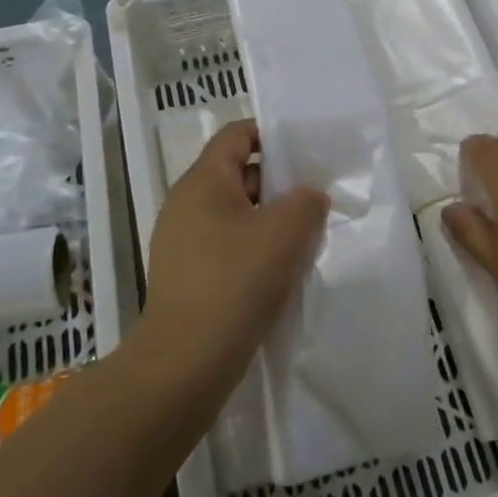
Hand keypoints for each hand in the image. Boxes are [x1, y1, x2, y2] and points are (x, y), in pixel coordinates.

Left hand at [143, 121, 327, 393]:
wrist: (185, 363)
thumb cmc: (236, 281)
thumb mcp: (286, 231)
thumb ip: (307, 201)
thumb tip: (308, 198)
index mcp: (202, 181)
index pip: (236, 134)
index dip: (271, 133)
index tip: (305, 150)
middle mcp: (186, 204)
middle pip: (238, 174)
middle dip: (279, 182)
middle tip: (315, 198)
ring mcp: (182, 242)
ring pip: (236, 214)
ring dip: (270, 220)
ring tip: (305, 237)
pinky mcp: (187, 276)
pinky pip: (226, 246)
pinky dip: (254, 249)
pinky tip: (280, 272)